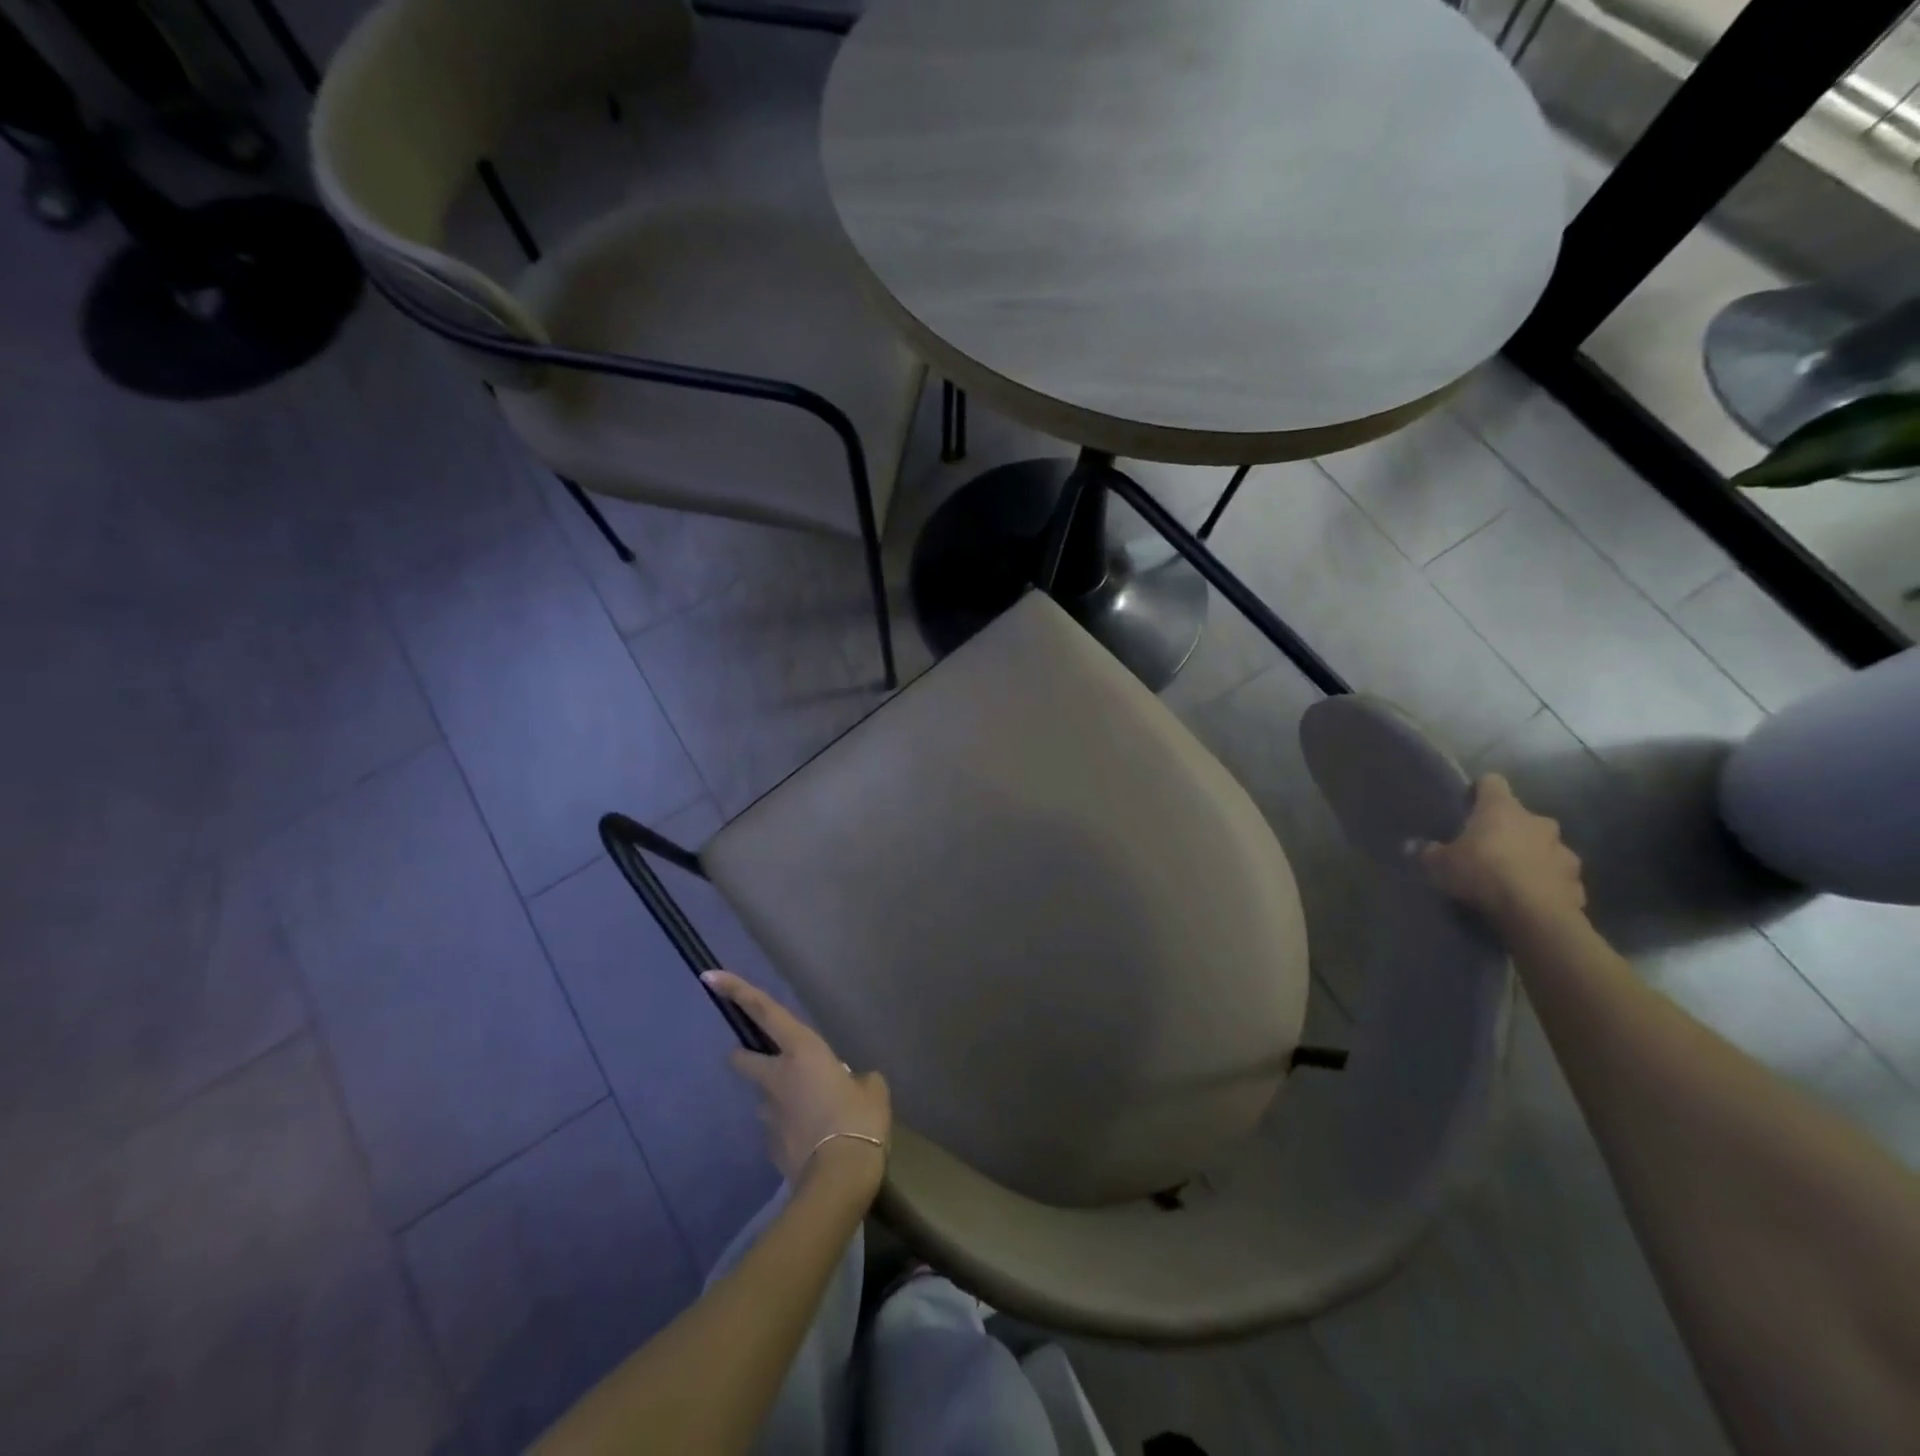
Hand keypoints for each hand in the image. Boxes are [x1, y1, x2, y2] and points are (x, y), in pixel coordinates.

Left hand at [702, 971, 890, 1184]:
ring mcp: (769, 1114)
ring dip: (781, 1098)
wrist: (838, 1180)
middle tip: (773, 1062)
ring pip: (766, 1097)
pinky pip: (778, 1128)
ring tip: (815, 1114)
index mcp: (802, 1052)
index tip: (710, 978)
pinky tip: (815, 1142)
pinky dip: (791, 1129)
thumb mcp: (873, 1090)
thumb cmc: (858, 1120)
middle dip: (749, 1056)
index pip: (765, 1012)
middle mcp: (777, 1077)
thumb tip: (854, 1084)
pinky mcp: (770, 1147)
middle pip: (744, 1058)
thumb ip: (860, 1079)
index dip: (737, 991)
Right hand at [1416, 774, 1587, 930]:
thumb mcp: (1439, 865)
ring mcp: (1563, 851)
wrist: (1535, 915)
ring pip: (1544, 847)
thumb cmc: (1482, 874)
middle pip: (1520, 817)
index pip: (1491, 782)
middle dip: (1507, 830)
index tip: (1468, 804)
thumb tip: (1414, 846)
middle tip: (1487, 849)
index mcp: (1502, 809)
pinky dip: (1546, 883)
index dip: (1479, 791)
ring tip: (1511, 877)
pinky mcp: (1577, 881)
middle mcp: (1538, 822)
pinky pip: (1557, 876)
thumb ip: (1427, 853)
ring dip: (1530, 856)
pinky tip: (1530, 898)